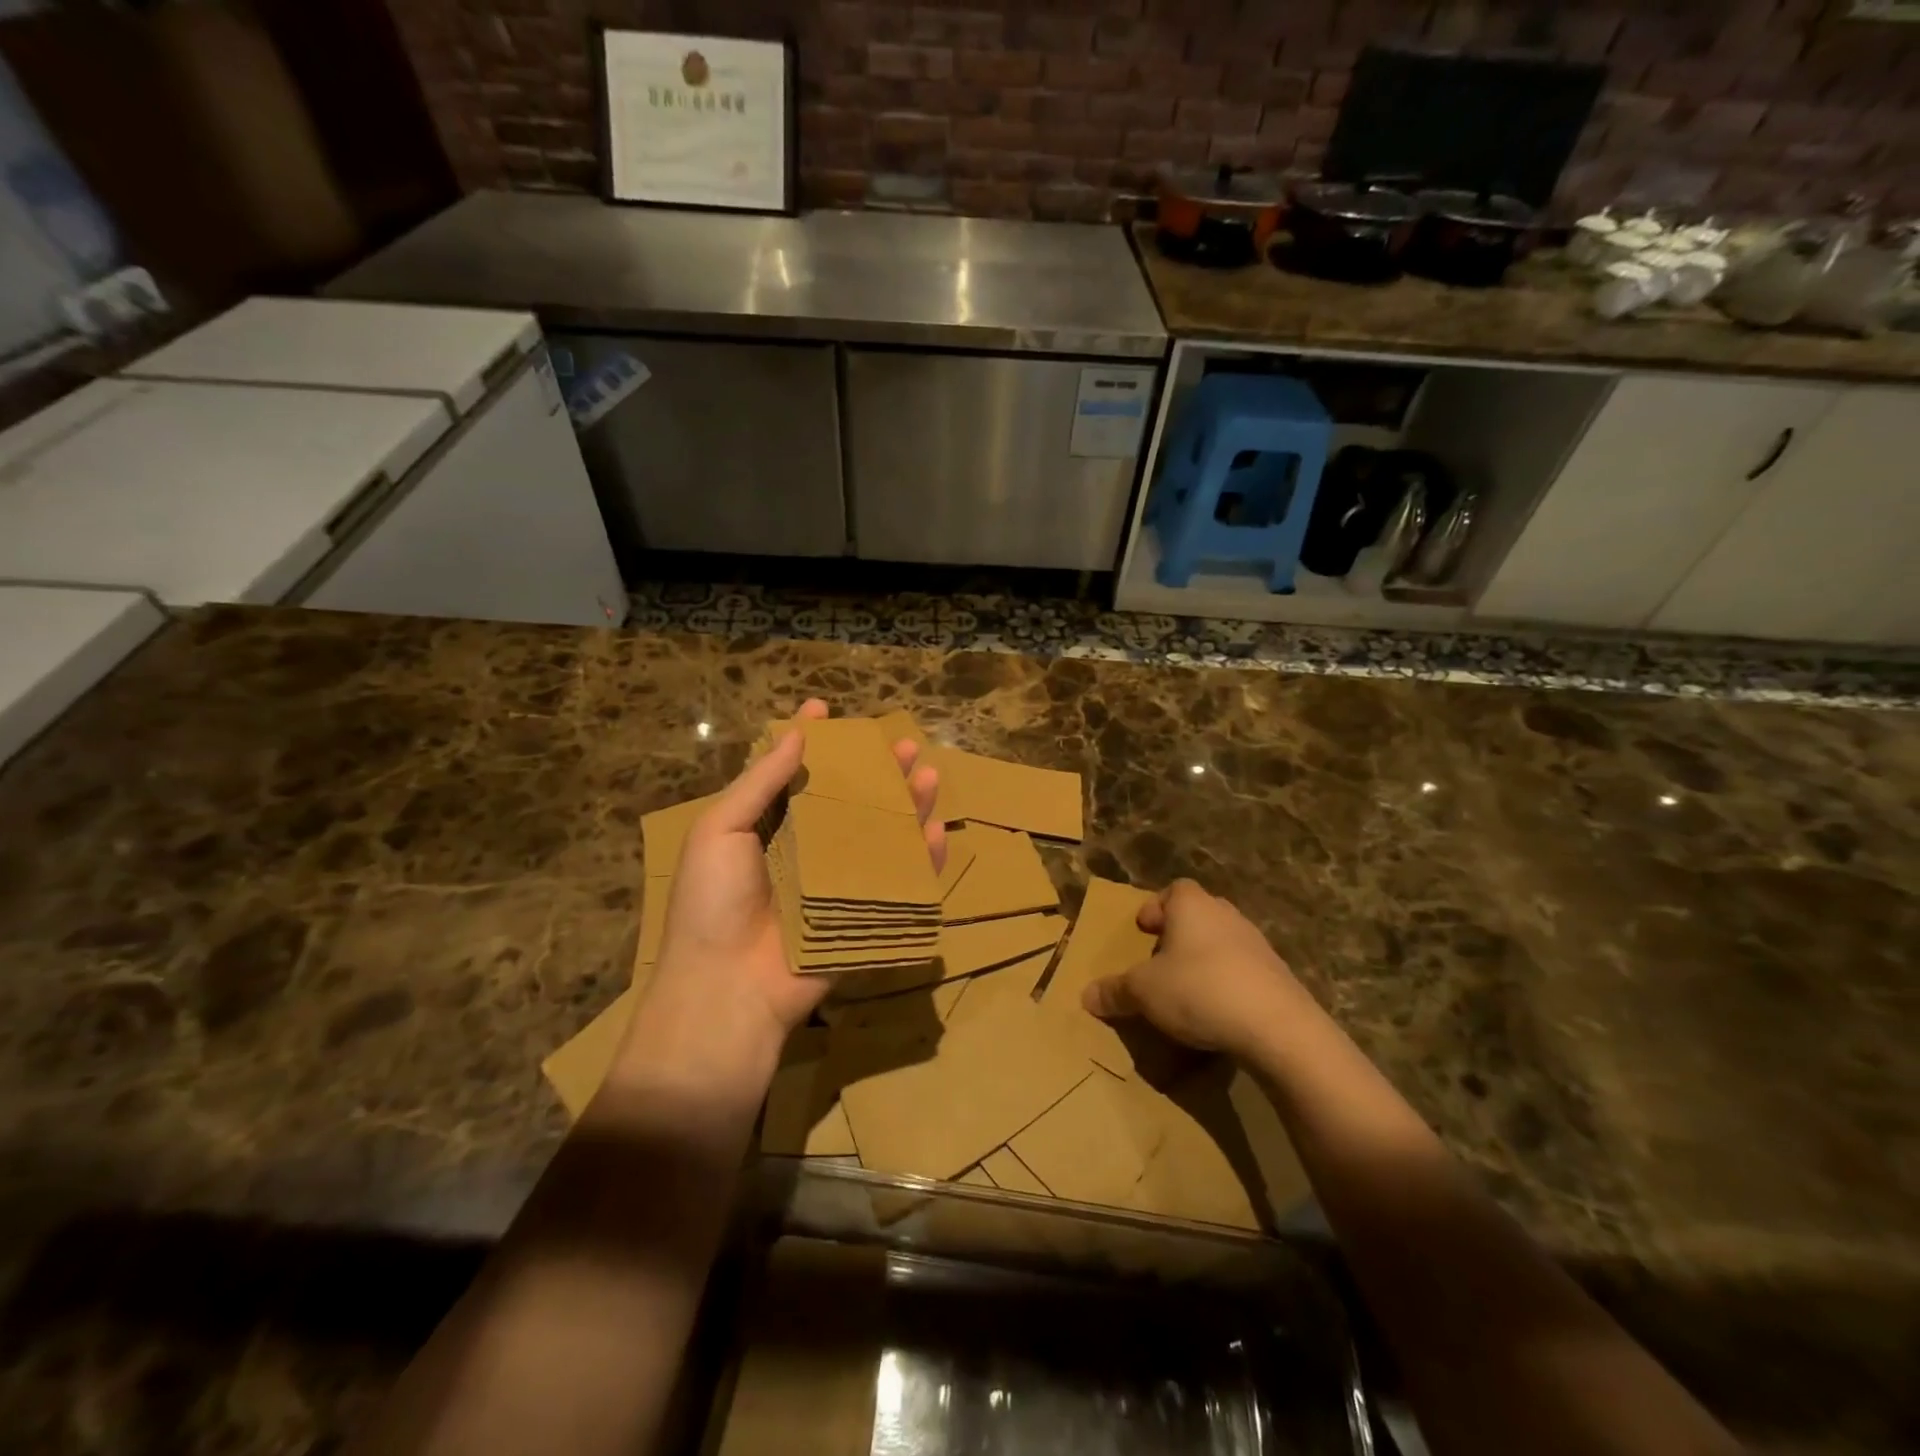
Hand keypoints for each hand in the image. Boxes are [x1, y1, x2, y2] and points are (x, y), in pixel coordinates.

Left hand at [615, 701, 943, 1103]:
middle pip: (848, 801)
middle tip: (901, 742)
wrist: (725, 991)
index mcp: (766, 827)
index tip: (825, 708)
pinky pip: (899, 884)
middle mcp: (805, 849)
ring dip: (906, 805)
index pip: (793, 774)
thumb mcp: (720, 832)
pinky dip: (921, 859)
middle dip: (875, 770)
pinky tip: (936, 830)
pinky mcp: (863, 917)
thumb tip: (795, 734)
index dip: (809, 740)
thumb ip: (759, 783)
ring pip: (880, 835)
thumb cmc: (712, 903)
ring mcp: (836, 884)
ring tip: (928, 773)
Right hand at [1081, 879, 1308, 1061]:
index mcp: (1192, 906)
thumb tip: (1086, 995)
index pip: (1174, 889)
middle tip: (1160, 958)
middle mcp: (1226, 915)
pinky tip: (1217, 1011)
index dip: (1156, 906)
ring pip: (1222, 942)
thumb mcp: (1144, 992)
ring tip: (1186, 988)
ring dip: (1204, 959)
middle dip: (1179, 933)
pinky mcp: (1278, 976)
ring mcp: (1257, 944)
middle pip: (1199, 913)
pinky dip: (1228, 983)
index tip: (1143, 929)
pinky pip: (1243, 970)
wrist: (1278, 1027)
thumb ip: (1115, 991)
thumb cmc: (1199, 990)